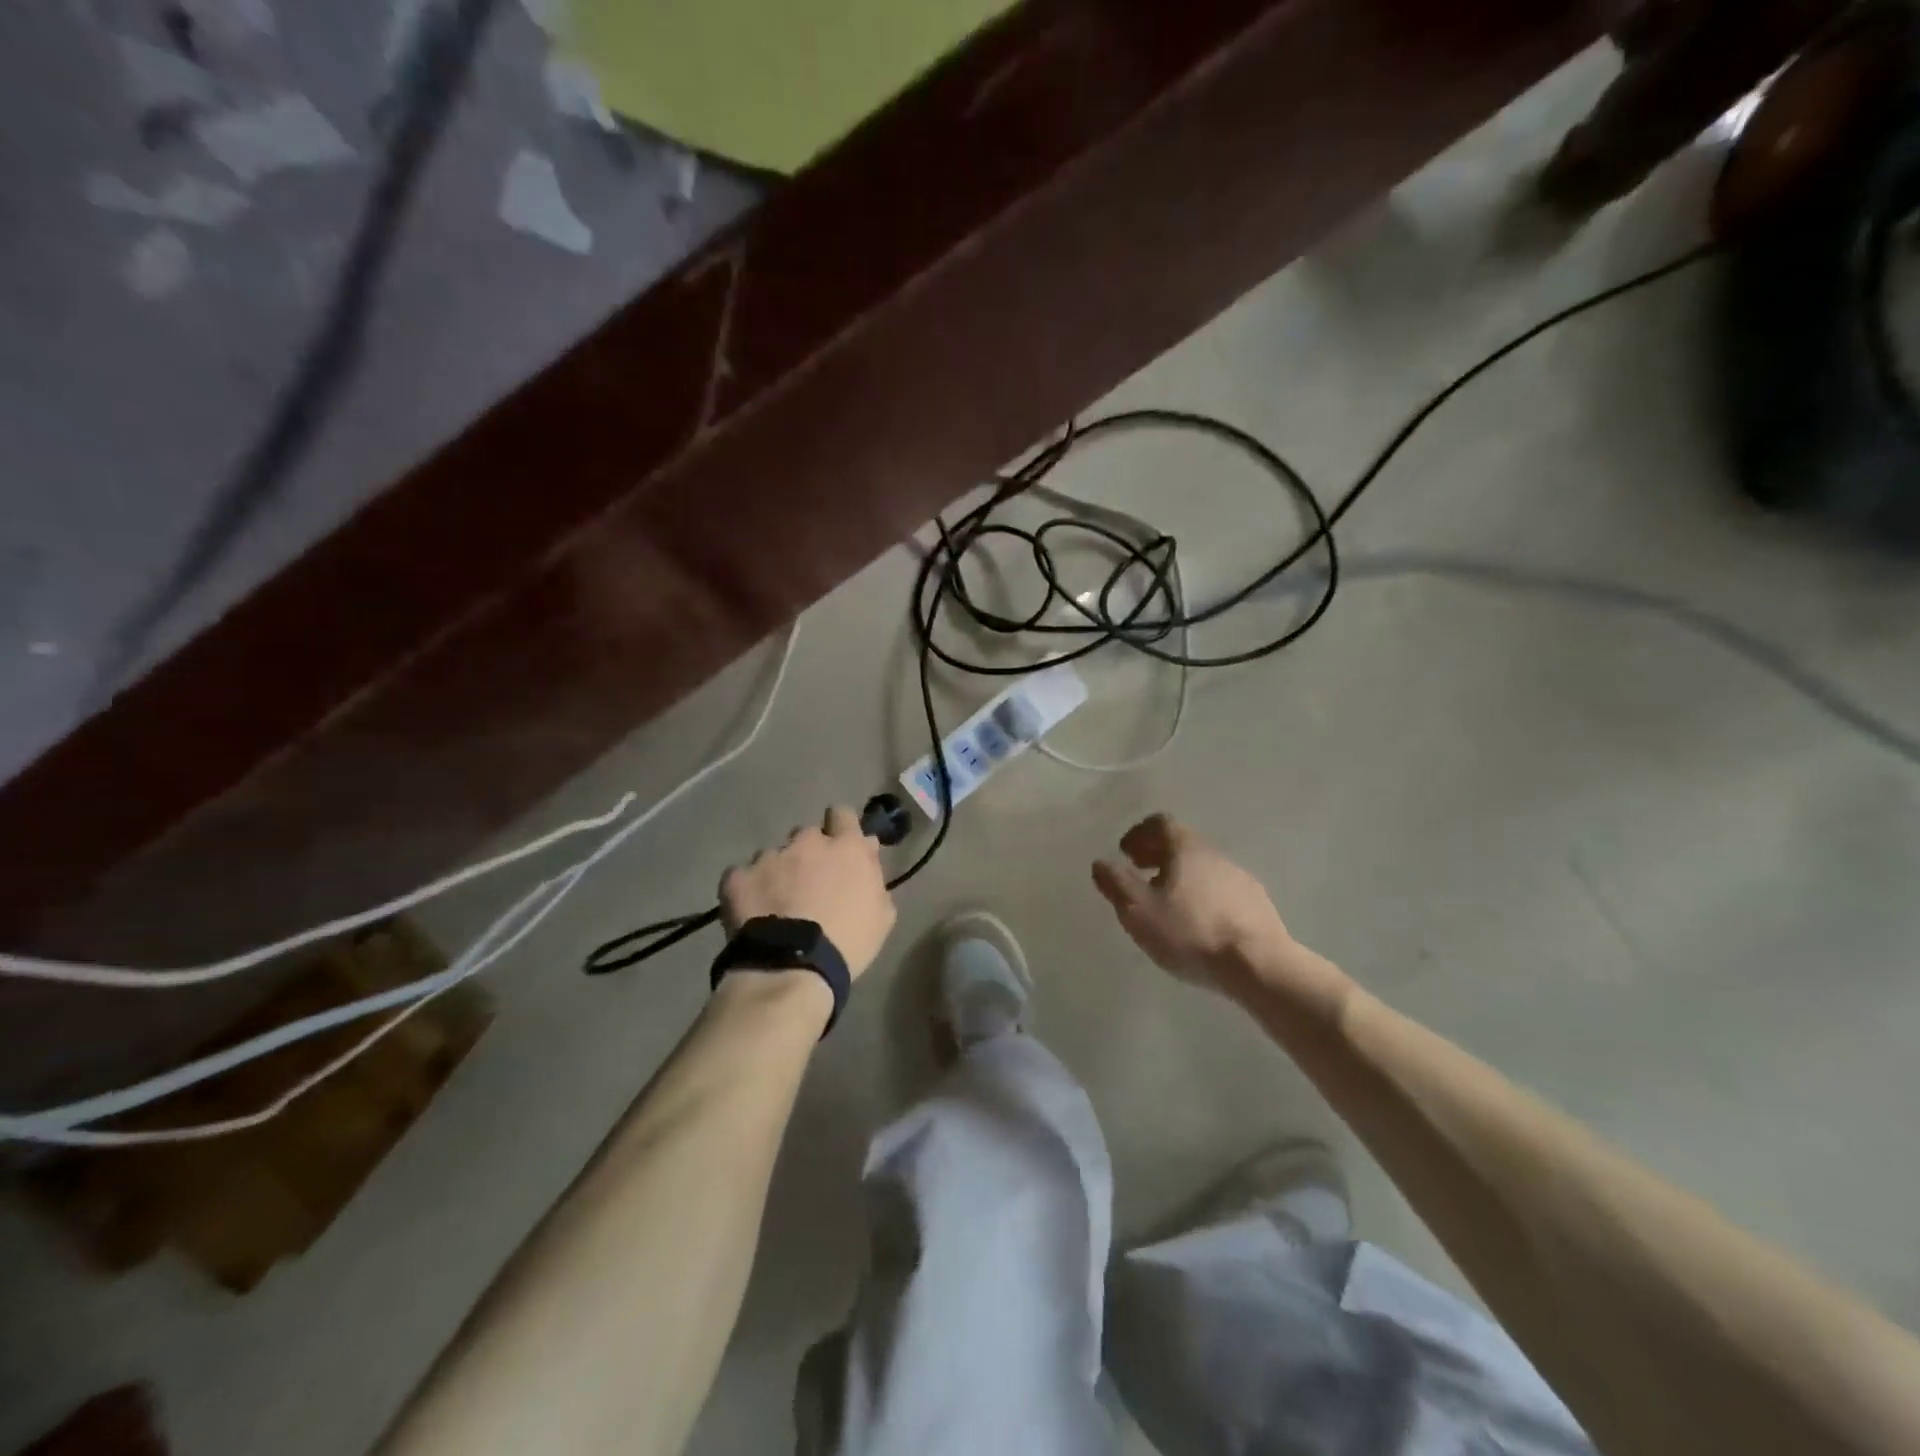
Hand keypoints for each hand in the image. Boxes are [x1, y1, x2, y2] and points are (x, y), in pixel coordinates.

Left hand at [720, 805, 896, 979]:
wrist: (792, 968)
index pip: (842, 814)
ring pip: (773, 855)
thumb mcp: (882, 914)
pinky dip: (747, 889)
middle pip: (806, 835)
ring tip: (776, 904)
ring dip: (777, 872)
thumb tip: (867, 852)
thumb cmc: (848, 943)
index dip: (840, 826)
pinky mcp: (738, 876)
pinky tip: (752, 911)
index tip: (839, 845)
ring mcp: (769, 857)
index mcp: (846, 847)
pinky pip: (742, 875)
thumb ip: (874, 876)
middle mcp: (807, 842)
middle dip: (808, 853)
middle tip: (808, 884)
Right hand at [1092, 814, 1294, 991]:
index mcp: (1185, 847)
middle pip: (1182, 843)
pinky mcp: (1257, 903)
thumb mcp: (1138, 910)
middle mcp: (1214, 853)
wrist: (1259, 965)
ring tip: (1167, 904)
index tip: (1126, 854)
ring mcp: (1240, 877)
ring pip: (1202, 867)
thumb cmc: (1191, 932)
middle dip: (1157, 854)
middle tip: (1140, 874)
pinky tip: (1199, 923)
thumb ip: (1116, 883)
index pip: (1160, 823)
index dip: (1139, 834)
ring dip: (1181, 876)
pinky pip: (1221, 889)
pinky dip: (1203, 895)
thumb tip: (1101, 862)